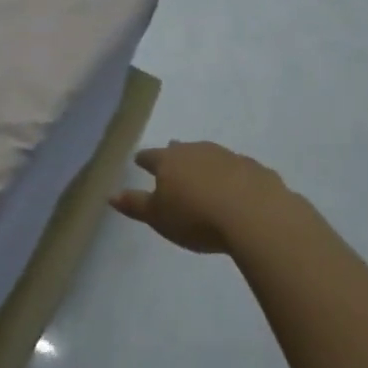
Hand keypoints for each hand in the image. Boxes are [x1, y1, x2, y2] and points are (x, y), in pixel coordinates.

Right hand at [111, 141, 289, 254]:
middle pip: (182, 150)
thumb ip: (135, 205)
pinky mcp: (257, 170)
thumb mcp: (158, 217)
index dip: (143, 160)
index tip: (139, 161)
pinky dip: (234, 176)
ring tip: (205, 175)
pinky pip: (239, 170)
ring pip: (212, 156)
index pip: (150, 156)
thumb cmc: (196, 217)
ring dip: (206, 164)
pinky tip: (238, 189)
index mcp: (169, 160)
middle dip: (176, 154)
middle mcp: (198, 151)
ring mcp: (230, 157)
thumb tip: (110, 194)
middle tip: (173, 160)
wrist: (256, 216)